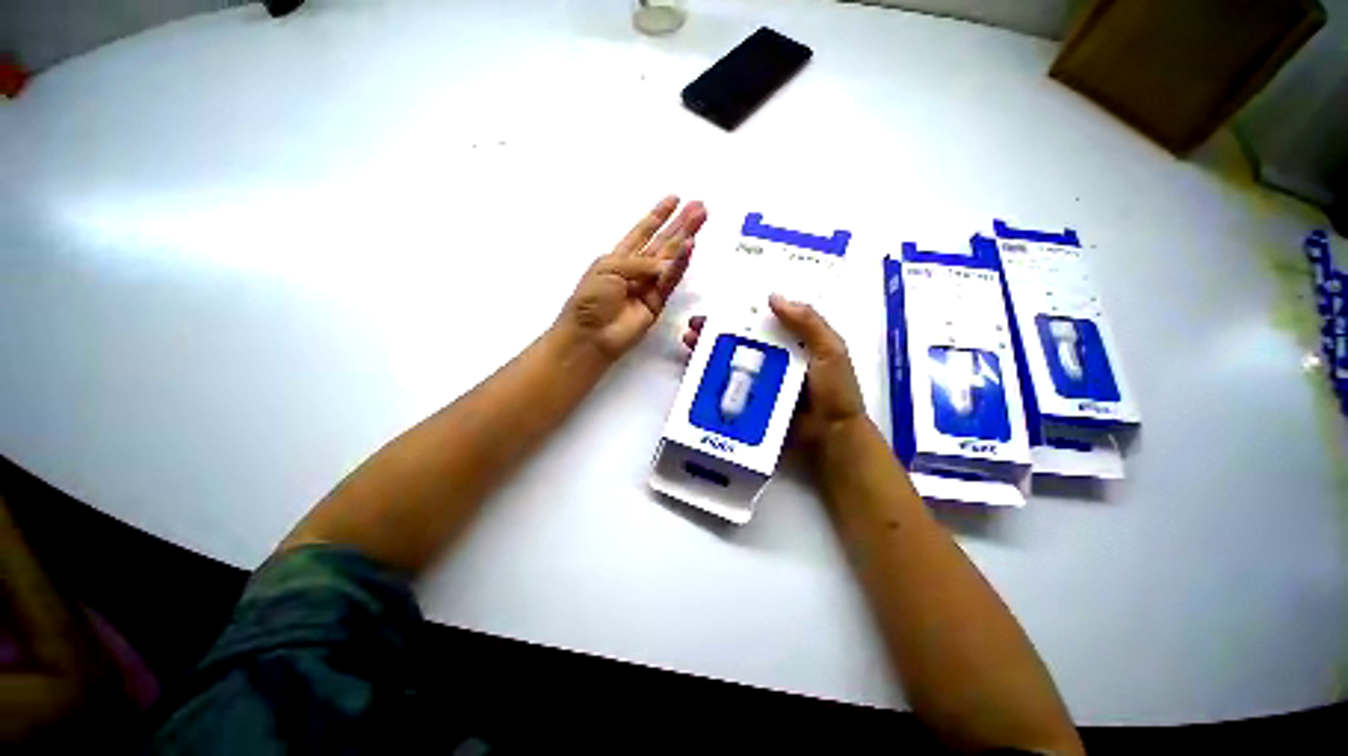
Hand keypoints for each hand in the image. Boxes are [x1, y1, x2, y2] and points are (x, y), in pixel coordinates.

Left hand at [559, 196, 706, 358]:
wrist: (592, 334)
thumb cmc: (591, 299)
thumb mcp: (608, 269)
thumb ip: (639, 262)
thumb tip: (667, 262)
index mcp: (619, 258)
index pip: (642, 232)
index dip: (658, 216)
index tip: (674, 199)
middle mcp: (637, 269)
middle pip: (662, 242)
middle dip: (680, 224)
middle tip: (699, 206)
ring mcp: (648, 285)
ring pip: (671, 257)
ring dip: (686, 238)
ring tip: (701, 218)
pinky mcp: (657, 302)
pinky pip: (670, 280)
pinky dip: (680, 264)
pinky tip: (690, 246)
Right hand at [682, 293, 866, 452]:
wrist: (832, 440)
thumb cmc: (835, 393)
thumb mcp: (830, 351)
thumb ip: (808, 323)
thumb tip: (772, 297)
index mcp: (791, 344)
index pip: (759, 324)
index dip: (736, 316)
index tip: (713, 312)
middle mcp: (772, 361)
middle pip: (738, 343)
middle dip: (713, 334)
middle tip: (692, 330)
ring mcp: (760, 383)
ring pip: (729, 364)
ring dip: (708, 354)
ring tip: (689, 347)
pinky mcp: (752, 403)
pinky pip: (729, 388)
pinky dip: (711, 381)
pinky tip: (696, 374)